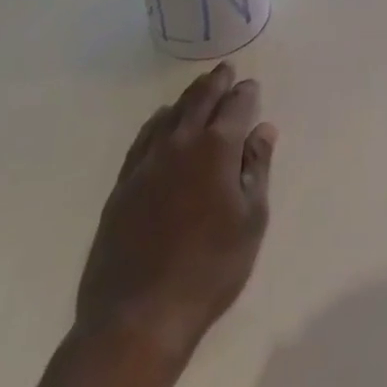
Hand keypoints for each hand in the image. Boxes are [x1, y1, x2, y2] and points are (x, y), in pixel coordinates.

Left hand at [74, 63, 276, 360]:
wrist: (138, 317)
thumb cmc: (209, 270)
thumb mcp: (250, 221)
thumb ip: (257, 169)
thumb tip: (263, 130)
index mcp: (217, 149)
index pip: (236, 107)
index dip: (246, 94)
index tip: (251, 86)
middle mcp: (181, 144)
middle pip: (200, 100)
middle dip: (216, 83)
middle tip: (225, 70)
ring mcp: (147, 163)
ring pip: (170, 115)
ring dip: (188, 98)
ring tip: (198, 90)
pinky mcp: (123, 185)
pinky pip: (144, 138)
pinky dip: (158, 122)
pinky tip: (161, 123)